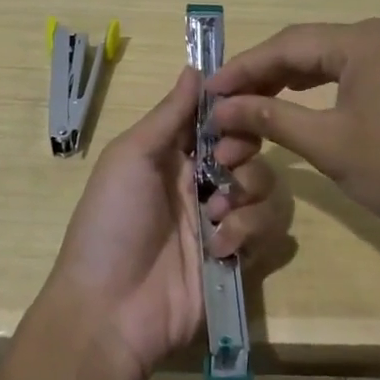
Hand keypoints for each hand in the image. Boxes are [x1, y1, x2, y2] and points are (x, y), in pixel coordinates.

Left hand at [43, 68, 289, 379]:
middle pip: (249, 149)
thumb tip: (195, 69)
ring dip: (247, 195)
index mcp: (172, 155)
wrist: (110, 310)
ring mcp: (222, 221)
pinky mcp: (239, 258)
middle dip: (243, 151)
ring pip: (265, 187)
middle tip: (221, 165)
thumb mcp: (130, 157)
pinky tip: (220, 248)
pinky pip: (269, 230)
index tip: (238, 106)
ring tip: (216, 216)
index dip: (231, 110)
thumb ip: (168, 115)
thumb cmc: (111, 221)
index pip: (216, 119)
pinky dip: (248, 232)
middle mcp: (201, 182)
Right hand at [208, 19, 379, 240]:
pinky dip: (316, 92)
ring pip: (324, 63)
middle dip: (261, 78)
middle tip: (224, 107)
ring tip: (249, 110)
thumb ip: (272, 119)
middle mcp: (377, 37)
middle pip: (303, 48)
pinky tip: (294, 107)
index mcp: (360, 40)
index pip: (285, 45)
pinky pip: (347, 76)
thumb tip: (222, 109)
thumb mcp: (329, 144)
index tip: (208, 93)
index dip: (242, 69)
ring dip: (285, 86)